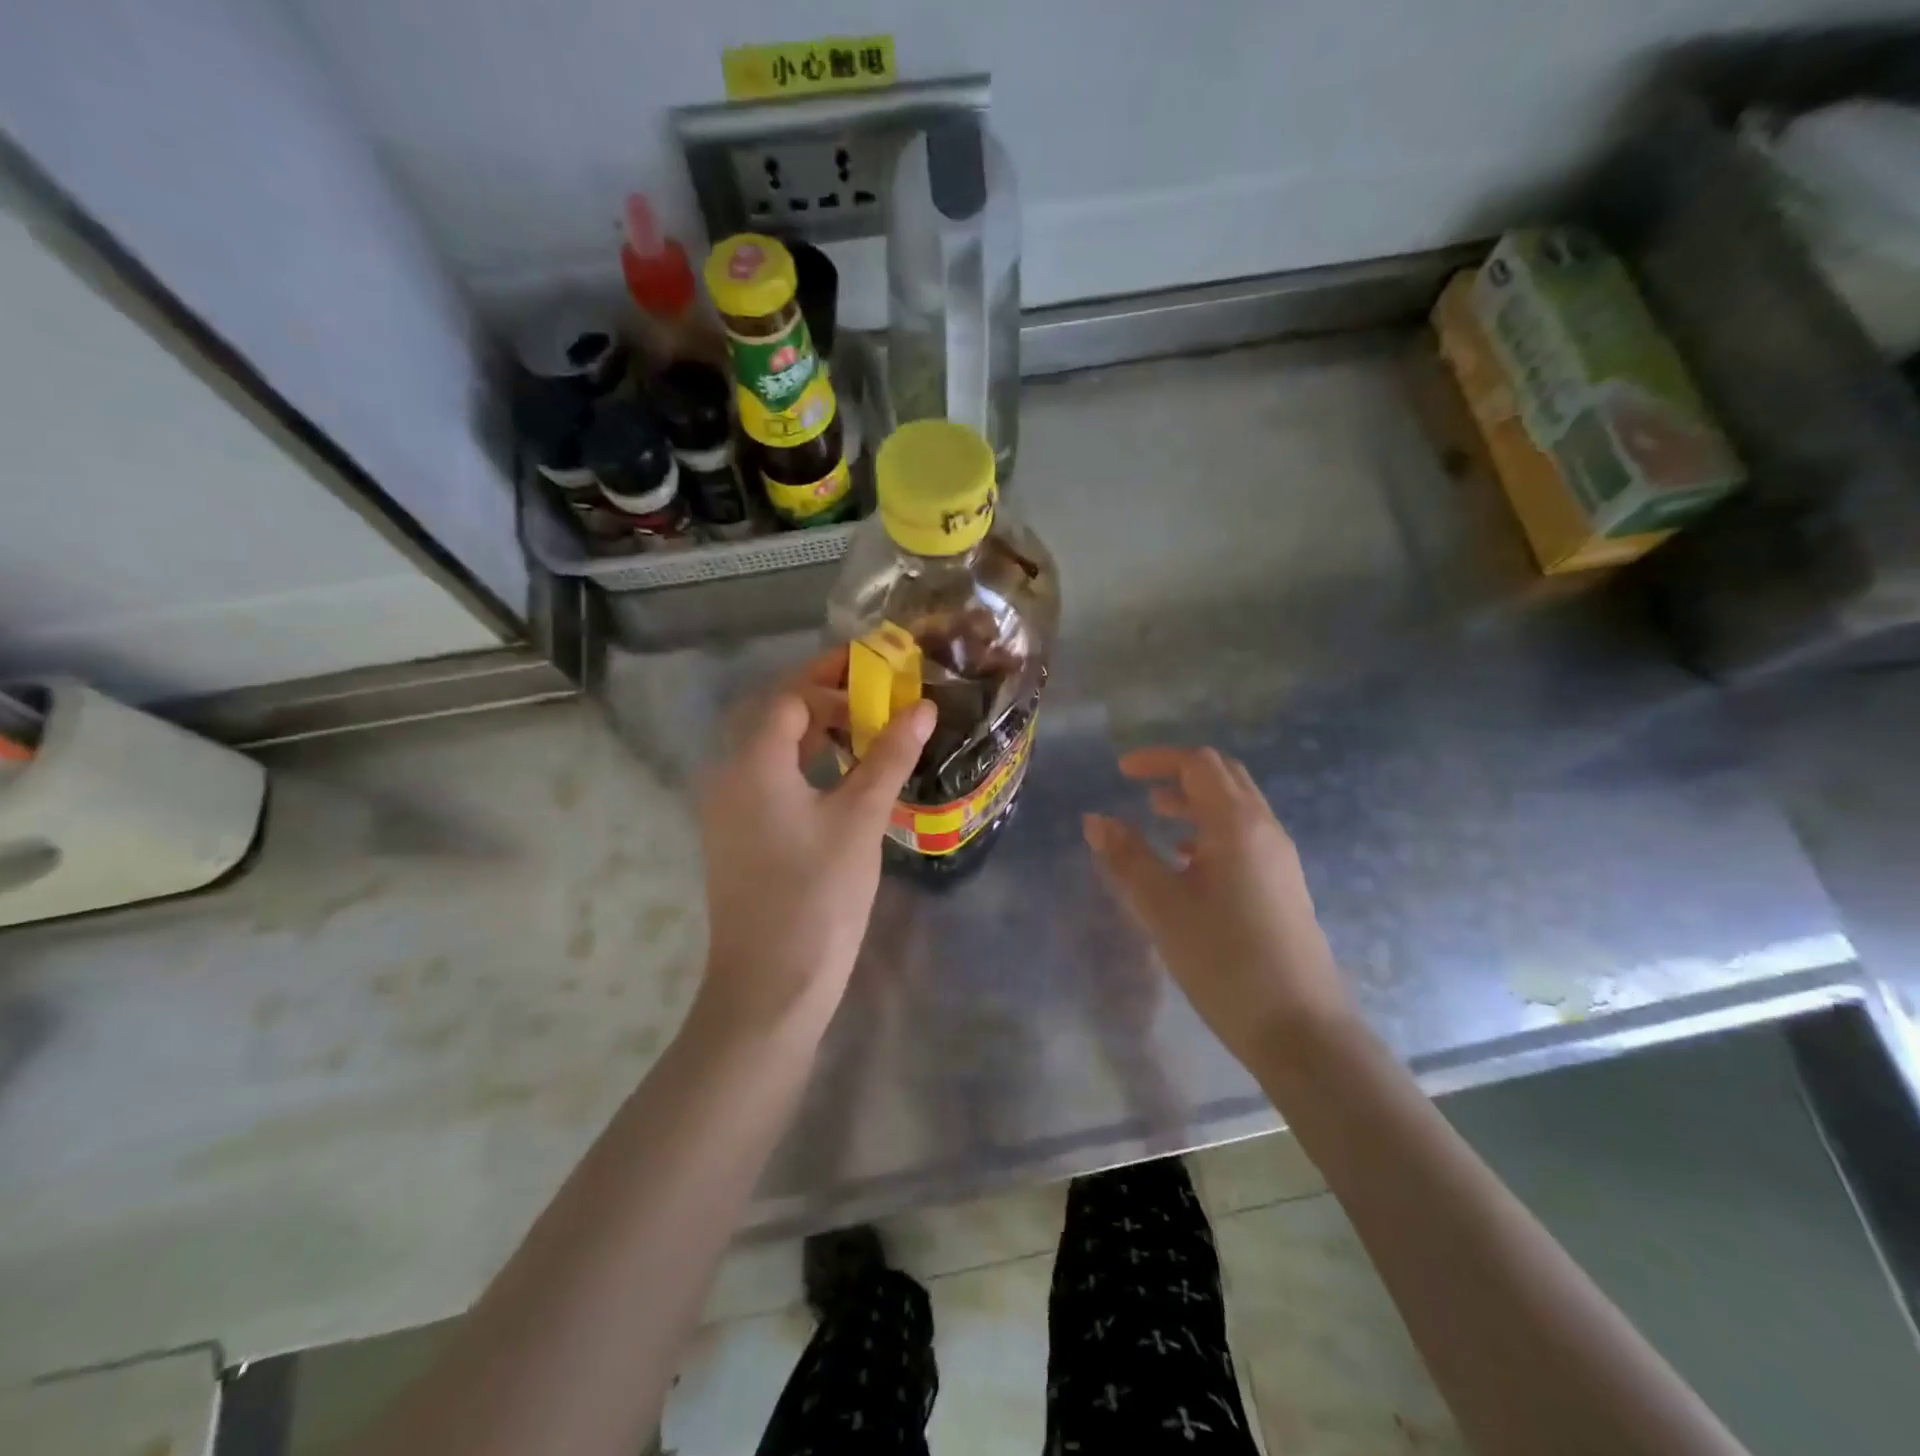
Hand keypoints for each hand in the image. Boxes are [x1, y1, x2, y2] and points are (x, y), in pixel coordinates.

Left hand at [694, 649, 934, 1039]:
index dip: (833, 677)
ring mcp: (728, 808)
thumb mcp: (860, 819)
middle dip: (825, 698)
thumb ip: (889, 756)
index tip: (878, 670)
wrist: (770, 986)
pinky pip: (769, 779)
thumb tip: (921, 706)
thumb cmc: (818, 896)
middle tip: (877, 696)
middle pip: (775, 716)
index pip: (790, 696)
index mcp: (752, 761)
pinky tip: (842, 777)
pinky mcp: (736, 835)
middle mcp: (729, 775)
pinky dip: (805, 765)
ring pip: (772, 749)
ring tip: (867, 730)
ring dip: (816, 732)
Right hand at [1083, 747, 1354, 1067]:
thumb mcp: (1162, 907)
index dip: (1158, 759)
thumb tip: (1095, 820)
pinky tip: (1187, 863)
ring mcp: (1279, 858)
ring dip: (1195, 803)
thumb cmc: (1224, 960)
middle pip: (1224, 777)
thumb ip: (1126, 858)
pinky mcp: (1283, 886)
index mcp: (1237, 824)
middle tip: (1140, 788)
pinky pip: (1244, 837)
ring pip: (1236, 808)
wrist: (1299, 1027)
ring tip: (1157, 819)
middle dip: (1179, 774)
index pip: (1199, 764)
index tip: (1121, 771)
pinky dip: (1211, 831)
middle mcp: (1265, 830)